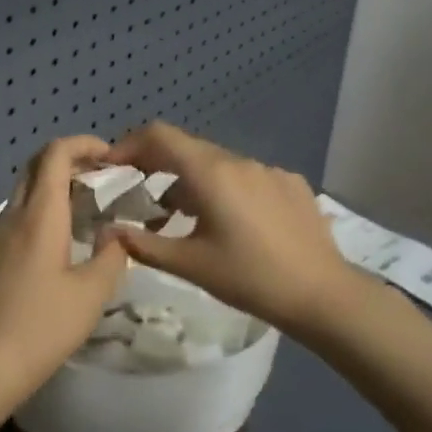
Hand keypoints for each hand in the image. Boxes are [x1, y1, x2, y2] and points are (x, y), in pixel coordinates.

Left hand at [0, 135, 130, 407]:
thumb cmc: (41, 328)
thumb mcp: (91, 294)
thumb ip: (111, 256)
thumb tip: (115, 234)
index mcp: (39, 215)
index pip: (55, 154)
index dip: (83, 144)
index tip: (110, 156)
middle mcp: (12, 215)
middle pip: (36, 167)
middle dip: (69, 161)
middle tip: (101, 179)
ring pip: (23, 192)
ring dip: (53, 188)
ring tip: (85, 210)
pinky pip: (15, 218)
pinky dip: (39, 212)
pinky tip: (57, 244)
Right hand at [103, 122, 361, 336]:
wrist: (323, 295)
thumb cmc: (249, 278)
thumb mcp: (189, 264)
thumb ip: (142, 243)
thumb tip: (107, 230)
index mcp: (210, 173)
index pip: (159, 136)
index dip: (129, 144)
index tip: (113, 167)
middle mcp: (238, 160)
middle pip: (187, 148)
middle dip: (157, 165)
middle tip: (140, 195)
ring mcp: (269, 169)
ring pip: (217, 163)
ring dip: (191, 180)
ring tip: (182, 216)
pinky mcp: (291, 183)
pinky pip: (247, 176)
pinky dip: (226, 189)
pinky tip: (232, 223)